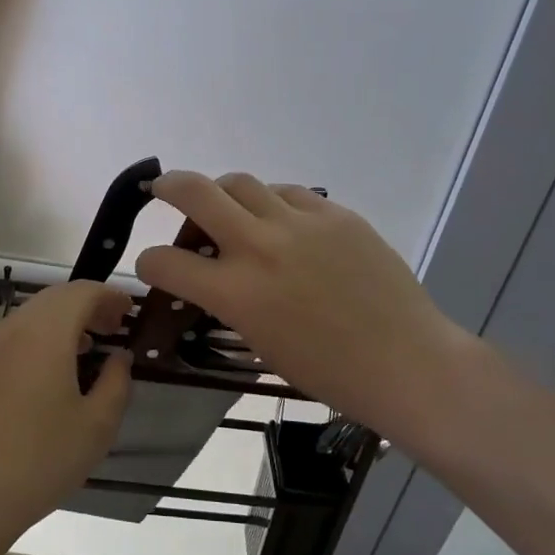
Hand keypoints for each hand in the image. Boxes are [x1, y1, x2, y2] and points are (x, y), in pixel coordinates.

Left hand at [0, 280, 133, 546]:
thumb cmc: (40, 459)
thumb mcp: (96, 425)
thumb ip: (116, 382)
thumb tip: (119, 356)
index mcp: (45, 333)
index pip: (82, 292)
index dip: (110, 296)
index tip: (131, 312)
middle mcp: (12, 330)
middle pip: (55, 298)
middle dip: (88, 305)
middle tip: (114, 327)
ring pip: (32, 317)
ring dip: (64, 322)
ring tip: (90, 347)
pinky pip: (15, 338)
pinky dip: (41, 339)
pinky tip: (54, 372)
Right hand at [135, 171, 473, 439]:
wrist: (405, 361)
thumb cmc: (327, 371)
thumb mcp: (259, 341)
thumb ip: (228, 300)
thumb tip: (214, 274)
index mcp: (234, 292)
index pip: (164, 261)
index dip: (150, 264)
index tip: (156, 268)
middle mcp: (259, 246)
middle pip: (195, 191)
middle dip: (168, 186)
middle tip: (163, 190)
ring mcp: (300, 223)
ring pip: (241, 183)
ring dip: (224, 195)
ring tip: (230, 212)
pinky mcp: (335, 213)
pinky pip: (289, 193)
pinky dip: (273, 204)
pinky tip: (282, 224)